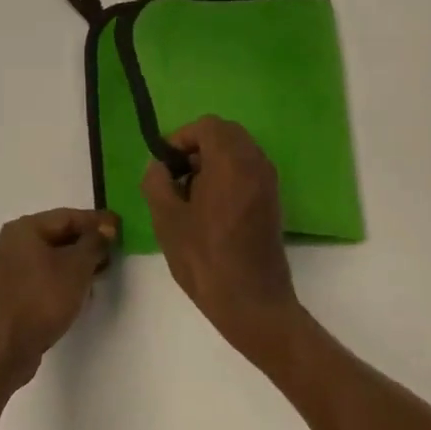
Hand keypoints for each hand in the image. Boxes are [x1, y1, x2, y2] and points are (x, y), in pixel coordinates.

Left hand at [0, 209, 117, 385]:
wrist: (4, 349)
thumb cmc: (42, 299)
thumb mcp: (77, 267)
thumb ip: (94, 243)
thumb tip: (105, 229)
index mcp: (23, 229)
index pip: (67, 216)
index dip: (97, 221)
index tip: (120, 226)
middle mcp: (10, 244)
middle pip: (56, 235)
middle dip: (86, 243)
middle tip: (112, 250)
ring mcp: (5, 270)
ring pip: (48, 258)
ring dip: (74, 262)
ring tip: (99, 271)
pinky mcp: (7, 295)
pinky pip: (39, 277)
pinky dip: (59, 278)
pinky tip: (77, 291)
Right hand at [142, 117, 303, 363]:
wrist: (253, 303)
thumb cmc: (205, 260)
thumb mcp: (167, 220)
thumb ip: (157, 183)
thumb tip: (159, 166)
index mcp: (231, 162)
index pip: (207, 126)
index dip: (181, 137)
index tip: (164, 163)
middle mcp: (256, 164)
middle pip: (226, 134)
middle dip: (197, 147)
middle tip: (176, 176)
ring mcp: (268, 182)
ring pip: (239, 151)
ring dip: (213, 160)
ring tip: (190, 194)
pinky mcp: (273, 200)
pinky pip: (249, 170)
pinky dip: (228, 174)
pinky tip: (210, 207)